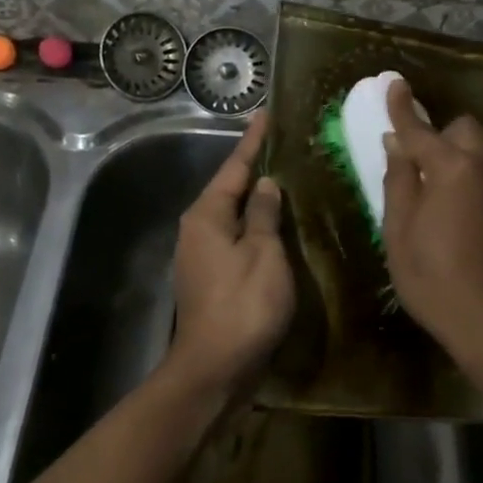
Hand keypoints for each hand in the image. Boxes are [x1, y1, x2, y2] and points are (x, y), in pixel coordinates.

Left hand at [170, 111, 294, 395]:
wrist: (215, 368)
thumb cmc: (243, 305)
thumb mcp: (263, 253)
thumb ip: (264, 214)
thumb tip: (265, 185)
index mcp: (207, 216)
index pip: (234, 167)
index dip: (253, 141)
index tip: (266, 114)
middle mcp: (197, 229)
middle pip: (229, 188)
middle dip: (254, 167)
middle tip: (283, 144)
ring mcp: (201, 255)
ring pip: (232, 214)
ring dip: (256, 198)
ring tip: (286, 178)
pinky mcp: (211, 277)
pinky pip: (235, 237)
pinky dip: (255, 225)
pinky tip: (276, 224)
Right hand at [380, 80, 482, 364]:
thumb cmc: (434, 278)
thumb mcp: (399, 231)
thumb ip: (398, 180)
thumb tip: (397, 145)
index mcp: (451, 167)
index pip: (418, 127)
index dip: (401, 107)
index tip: (393, 83)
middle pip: (462, 129)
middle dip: (441, 137)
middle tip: (421, 168)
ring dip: (462, 156)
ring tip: (447, 193)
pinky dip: (481, 178)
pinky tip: (472, 215)